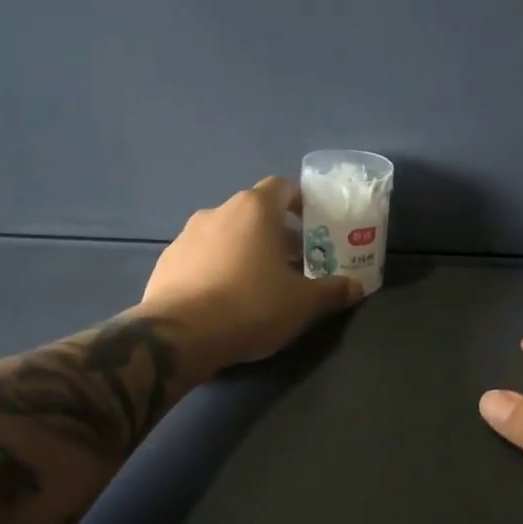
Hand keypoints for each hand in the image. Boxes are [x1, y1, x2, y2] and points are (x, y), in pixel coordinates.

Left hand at [139, 177, 363, 369]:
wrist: (179, 335)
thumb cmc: (251, 306)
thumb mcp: (303, 304)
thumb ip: (332, 291)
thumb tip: (356, 287)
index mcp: (254, 210)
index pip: (282, 187)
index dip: (301, 203)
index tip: (313, 226)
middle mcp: (218, 212)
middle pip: (254, 213)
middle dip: (277, 234)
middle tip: (294, 264)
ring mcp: (186, 235)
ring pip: (226, 235)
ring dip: (245, 251)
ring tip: (259, 284)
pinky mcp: (166, 261)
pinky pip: (201, 257)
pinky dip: (217, 268)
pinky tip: (224, 298)